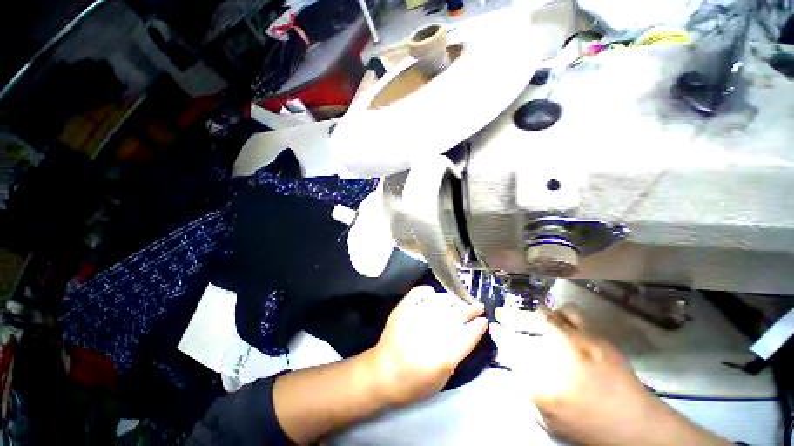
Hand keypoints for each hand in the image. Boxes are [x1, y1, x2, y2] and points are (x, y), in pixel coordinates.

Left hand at [369, 286, 487, 406]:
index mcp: (442, 356)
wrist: (381, 374)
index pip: (467, 335)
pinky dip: (427, 291)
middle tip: (477, 306)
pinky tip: (433, 294)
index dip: (478, 326)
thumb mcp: (441, 379)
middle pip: (456, 314)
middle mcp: (430, 333)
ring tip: (458, 301)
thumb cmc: (413, 384)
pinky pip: (418, 293)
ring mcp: (415, 317)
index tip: (483, 320)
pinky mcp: (402, 310)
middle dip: (470, 308)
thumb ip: (456, 355)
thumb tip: (466, 333)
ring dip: (453, 300)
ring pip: (441, 301)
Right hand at [491, 305, 730, 445]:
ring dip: (535, 315)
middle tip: (500, 313)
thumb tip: (514, 363)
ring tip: (533, 319)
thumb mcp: (546, 418)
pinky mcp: (596, 335)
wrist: (635, 425)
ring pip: (546, 314)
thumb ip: (525, 388)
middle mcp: (556, 353)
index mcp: (540, 379)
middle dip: (507, 316)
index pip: (509, 346)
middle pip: (523, 323)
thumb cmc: (586, 426)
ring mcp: (578, 341)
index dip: (498, 334)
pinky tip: (561, 321)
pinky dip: (560, 314)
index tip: (493, 327)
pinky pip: (570, 313)